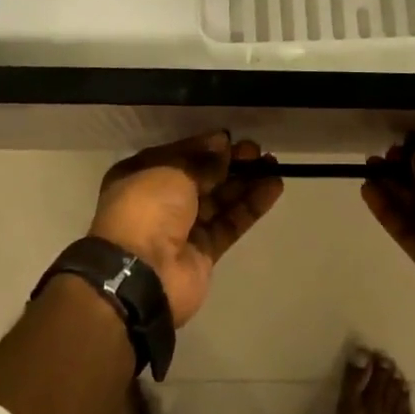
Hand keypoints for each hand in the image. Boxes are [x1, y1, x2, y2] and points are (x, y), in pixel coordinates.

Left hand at [90, 132, 283, 326]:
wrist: (141, 275)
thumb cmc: (148, 208)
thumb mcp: (174, 171)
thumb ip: (203, 160)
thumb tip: (224, 144)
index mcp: (142, 176)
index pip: (180, 155)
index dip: (206, 147)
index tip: (232, 139)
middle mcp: (161, 201)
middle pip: (202, 177)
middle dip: (229, 163)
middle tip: (258, 151)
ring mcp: (183, 229)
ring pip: (219, 200)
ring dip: (245, 183)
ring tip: (273, 165)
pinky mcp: (204, 253)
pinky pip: (230, 223)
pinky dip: (250, 206)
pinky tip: (274, 188)